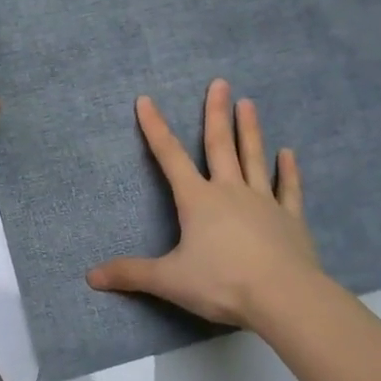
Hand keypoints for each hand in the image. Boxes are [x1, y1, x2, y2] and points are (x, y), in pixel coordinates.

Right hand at [87, 79, 323, 333]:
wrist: (284, 297)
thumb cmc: (222, 283)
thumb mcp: (170, 280)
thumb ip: (132, 274)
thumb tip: (90, 276)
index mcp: (198, 200)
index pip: (170, 157)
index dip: (155, 128)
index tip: (146, 100)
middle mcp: (230, 191)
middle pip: (220, 145)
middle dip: (216, 113)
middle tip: (220, 83)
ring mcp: (264, 202)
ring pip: (254, 158)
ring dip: (250, 130)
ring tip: (248, 103)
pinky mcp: (290, 219)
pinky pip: (288, 189)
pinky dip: (288, 171)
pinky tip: (289, 153)